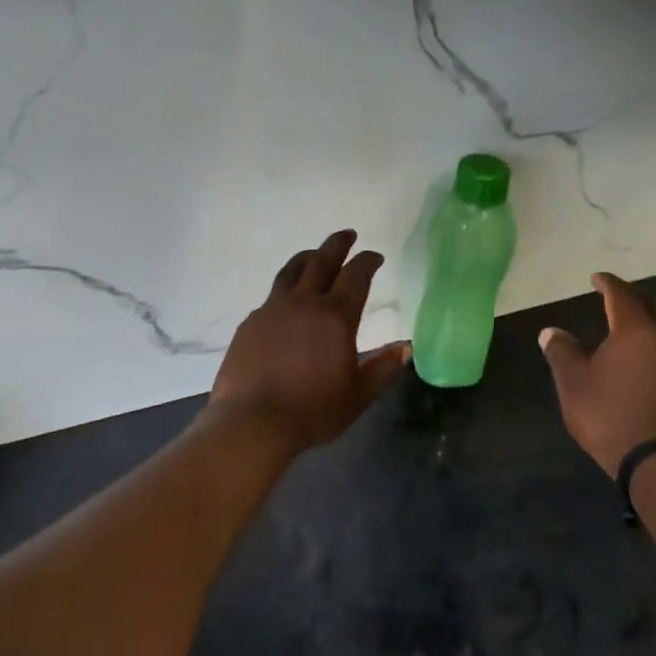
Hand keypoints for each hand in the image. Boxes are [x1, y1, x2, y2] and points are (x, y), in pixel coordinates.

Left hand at [208, 230, 409, 454]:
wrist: (253, 421)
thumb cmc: (312, 411)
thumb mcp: (357, 395)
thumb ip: (382, 368)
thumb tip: (405, 348)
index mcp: (335, 317)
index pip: (356, 276)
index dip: (367, 262)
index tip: (375, 256)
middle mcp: (304, 303)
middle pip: (322, 261)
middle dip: (337, 245)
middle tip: (347, 234)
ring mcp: (272, 310)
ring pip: (291, 272)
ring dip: (307, 257)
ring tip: (314, 253)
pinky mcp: (250, 323)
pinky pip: (271, 297)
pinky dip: (285, 290)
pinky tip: (286, 302)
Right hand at [538, 272, 655, 477]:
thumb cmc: (609, 414)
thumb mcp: (573, 383)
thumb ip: (562, 352)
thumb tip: (551, 331)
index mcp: (634, 331)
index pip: (622, 296)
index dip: (608, 284)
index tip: (596, 278)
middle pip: (655, 307)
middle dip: (636, 297)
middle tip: (618, 297)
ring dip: (649, 323)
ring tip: (629, 329)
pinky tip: (644, 362)